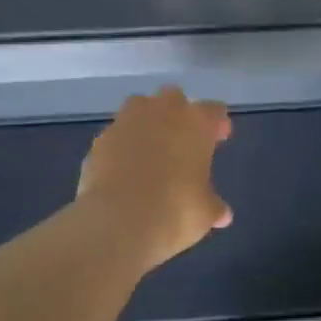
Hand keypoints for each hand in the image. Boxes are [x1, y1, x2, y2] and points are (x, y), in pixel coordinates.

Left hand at [77, 86, 232, 269]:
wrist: (118, 222)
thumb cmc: (176, 211)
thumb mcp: (205, 213)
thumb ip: (213, 206)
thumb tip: (221, 214)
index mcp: (196, 122)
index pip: (214, 110)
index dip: (217, 124)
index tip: (219, 138)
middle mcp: (162, 112)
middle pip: (174, 98)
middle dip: (179, 114)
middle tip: (183, 140)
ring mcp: (126, 122)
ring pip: (140, 108)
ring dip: (147, 123)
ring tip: (151, 151)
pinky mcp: (99, 140)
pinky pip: (117, 135)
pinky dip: (122, 146)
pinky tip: (125, 169)